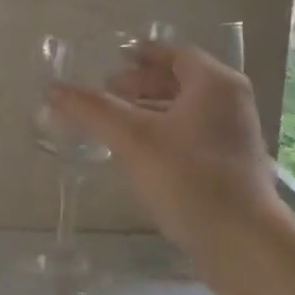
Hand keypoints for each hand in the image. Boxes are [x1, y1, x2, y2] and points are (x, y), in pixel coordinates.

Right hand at [47, 41, 281, 272]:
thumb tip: (53, 88)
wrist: (241, 241)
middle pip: (182, 81)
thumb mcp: (134, 139)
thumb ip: (93, 110)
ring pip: (187, 112)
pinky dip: (165, 135)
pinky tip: (141, 156)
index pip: (176, 54)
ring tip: (116, 123)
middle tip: (108, 92)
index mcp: (215, 84)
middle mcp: (231, 103)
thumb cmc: (189, 178)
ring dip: (152, 111)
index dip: (143, 55)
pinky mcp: (231, 167)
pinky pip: (192, 137)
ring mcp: (234, 137)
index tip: (113, 60)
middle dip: (143, 84)